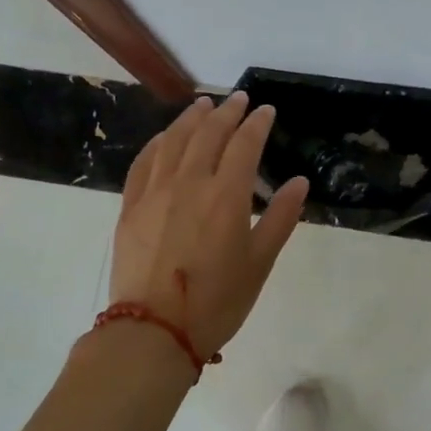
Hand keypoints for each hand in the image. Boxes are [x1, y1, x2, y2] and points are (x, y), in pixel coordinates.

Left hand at [109, 92, 309, 360]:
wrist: (153, 332)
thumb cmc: (216, 301)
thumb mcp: (260, 262)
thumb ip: (281, 217)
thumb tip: (300, 182)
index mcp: (226, 195)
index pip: (244, 144)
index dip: (257, 123)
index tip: (266, 110)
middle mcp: (190, 183)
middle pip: (209, 133)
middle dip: (227, 111)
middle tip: (238, 99)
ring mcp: (155, 192)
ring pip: (174, 140)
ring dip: (191, 118)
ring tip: (203, 104)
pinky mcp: (131, 206)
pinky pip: (144, 162)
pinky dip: (158, 142)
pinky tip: (166, 137)